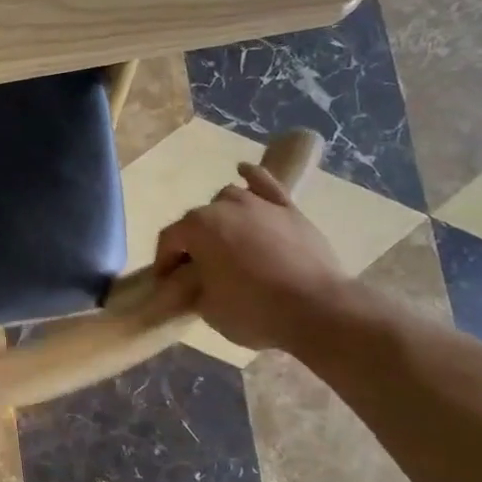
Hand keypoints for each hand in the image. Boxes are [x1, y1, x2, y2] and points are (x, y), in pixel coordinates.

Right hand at [154, 162, 355, 351]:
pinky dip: (252, 177)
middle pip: (197, 221)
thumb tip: (186, 282)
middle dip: (191, 243)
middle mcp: (223, 206)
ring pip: (228, 198)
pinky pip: (265, 184)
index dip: (164, 263)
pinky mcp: (289, 210)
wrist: (318, 310)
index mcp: (197, 227)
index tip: (166, 284)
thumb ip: (190, 289)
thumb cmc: (253, 310)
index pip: (169, 240)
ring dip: (219, 216)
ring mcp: (259, 204)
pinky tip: (243, 170)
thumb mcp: (207, 308)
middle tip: (196, 271)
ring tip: (223, 240)